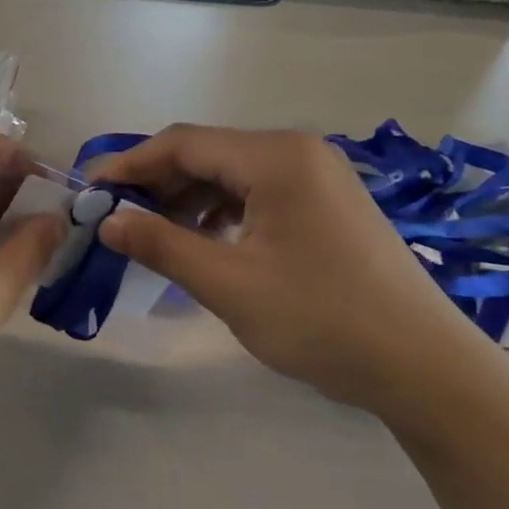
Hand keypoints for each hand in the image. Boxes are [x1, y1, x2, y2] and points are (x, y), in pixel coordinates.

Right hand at [91, 125, 497, 415]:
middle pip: (207, 154)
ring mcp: (317, 177)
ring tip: (151, 236)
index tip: (88, 194)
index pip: (182, 144)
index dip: (129, 166)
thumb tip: (108, 221)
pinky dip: (219, 213)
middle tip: (114, 220)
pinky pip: (256, 195)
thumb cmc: (320, 319)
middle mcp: (297, 152)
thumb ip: (161, 245)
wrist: (421, 364)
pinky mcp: (325, 205)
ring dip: (185, 200)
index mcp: (275, 158)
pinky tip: (202, 244)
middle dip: (155, 184)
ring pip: (230, 175)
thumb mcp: (228, 284)